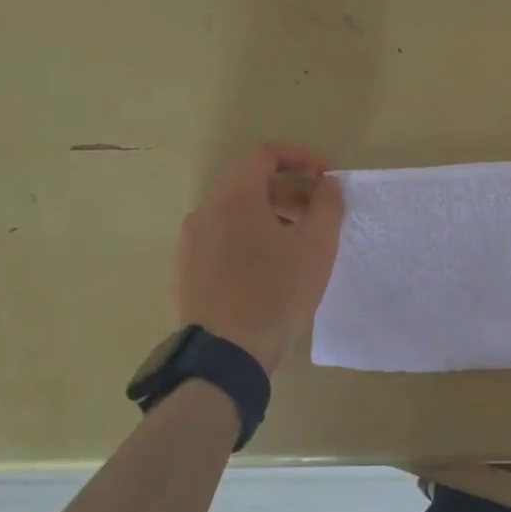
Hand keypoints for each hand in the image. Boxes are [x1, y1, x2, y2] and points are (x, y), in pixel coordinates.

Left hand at [172, 143, 343, 373]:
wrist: (225, 357)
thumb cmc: (276, 293)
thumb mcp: (317, 246)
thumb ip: (327, 204)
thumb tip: (326, 184)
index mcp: (234, 197)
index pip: (266, 154)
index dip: (301, 157)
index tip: (326, 177)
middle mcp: (204, 212)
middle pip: (250, 186)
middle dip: (289, 193)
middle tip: (317, 217)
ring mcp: (188, 245)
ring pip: (233, 218)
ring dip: (268, 220)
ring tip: (294, 250)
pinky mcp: (183, 275)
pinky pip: (219, 245)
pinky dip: (246, 245)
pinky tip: (264, 276)